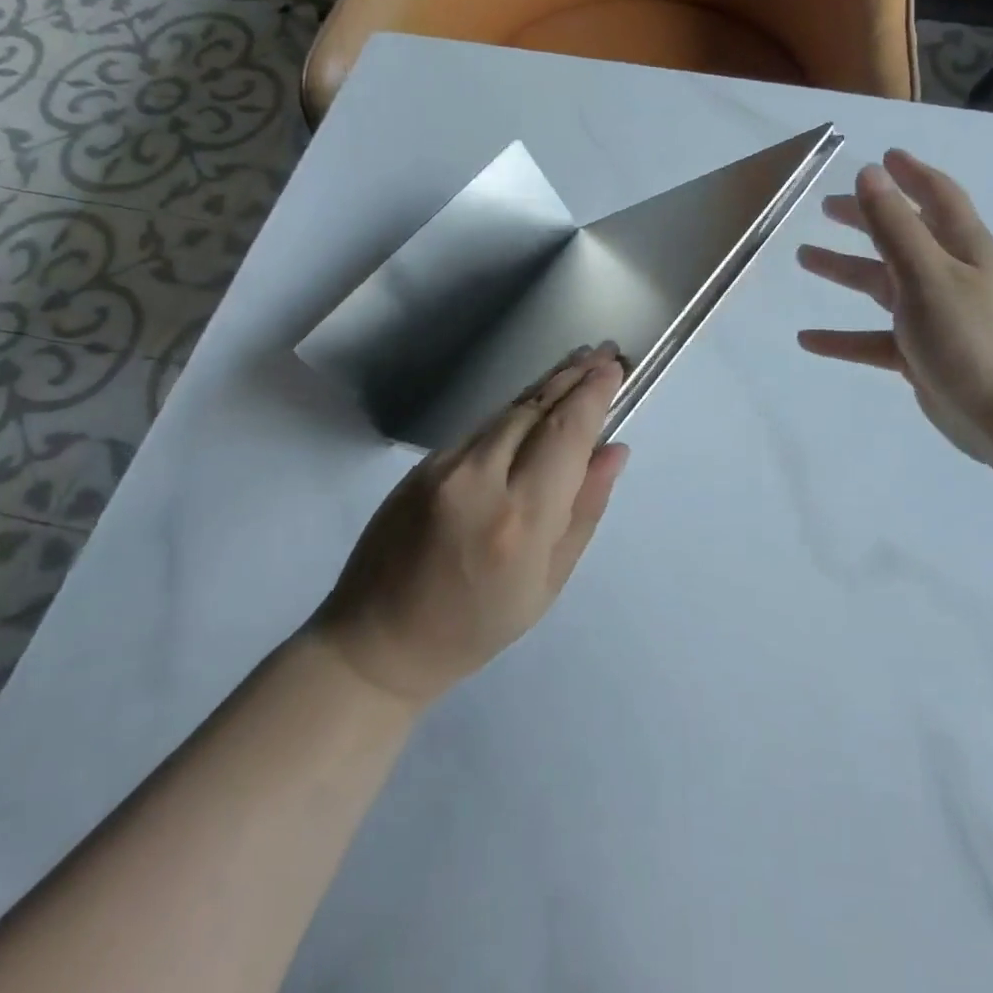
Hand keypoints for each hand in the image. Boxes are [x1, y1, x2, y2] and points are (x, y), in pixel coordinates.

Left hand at [317, 346, 629, 706]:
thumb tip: (614, 450)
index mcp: (520, 520)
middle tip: (604, 351)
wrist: (378, 640)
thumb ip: (583, 511)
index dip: (593, 396)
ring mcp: (444, 467)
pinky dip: (515, 410)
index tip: (615, 368)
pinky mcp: (422, 464)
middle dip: (574, 376)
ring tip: (578, 363)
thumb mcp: (547, 584)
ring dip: (546, 385)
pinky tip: (536, 402)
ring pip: (508, 411)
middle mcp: (480, 480)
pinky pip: (483, 428)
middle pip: (536, 410)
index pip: (566, 436)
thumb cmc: (476, 626)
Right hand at [797, 150, 992, 461]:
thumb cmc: (974, 338)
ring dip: (845, 271)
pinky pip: (874, 339)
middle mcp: (950, 276)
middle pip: (902, 237)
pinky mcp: (922, 356)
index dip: (911, 174)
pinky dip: (843, 337)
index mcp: (962, 248)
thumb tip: (868, 172)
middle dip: (867, 219)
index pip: (937, 197)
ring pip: (883, 286)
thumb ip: (894, 226)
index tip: (884, 156)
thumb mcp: (927, 275)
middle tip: (826, 208)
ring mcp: (936, 318)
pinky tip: (807, 339)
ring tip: (804, 257)